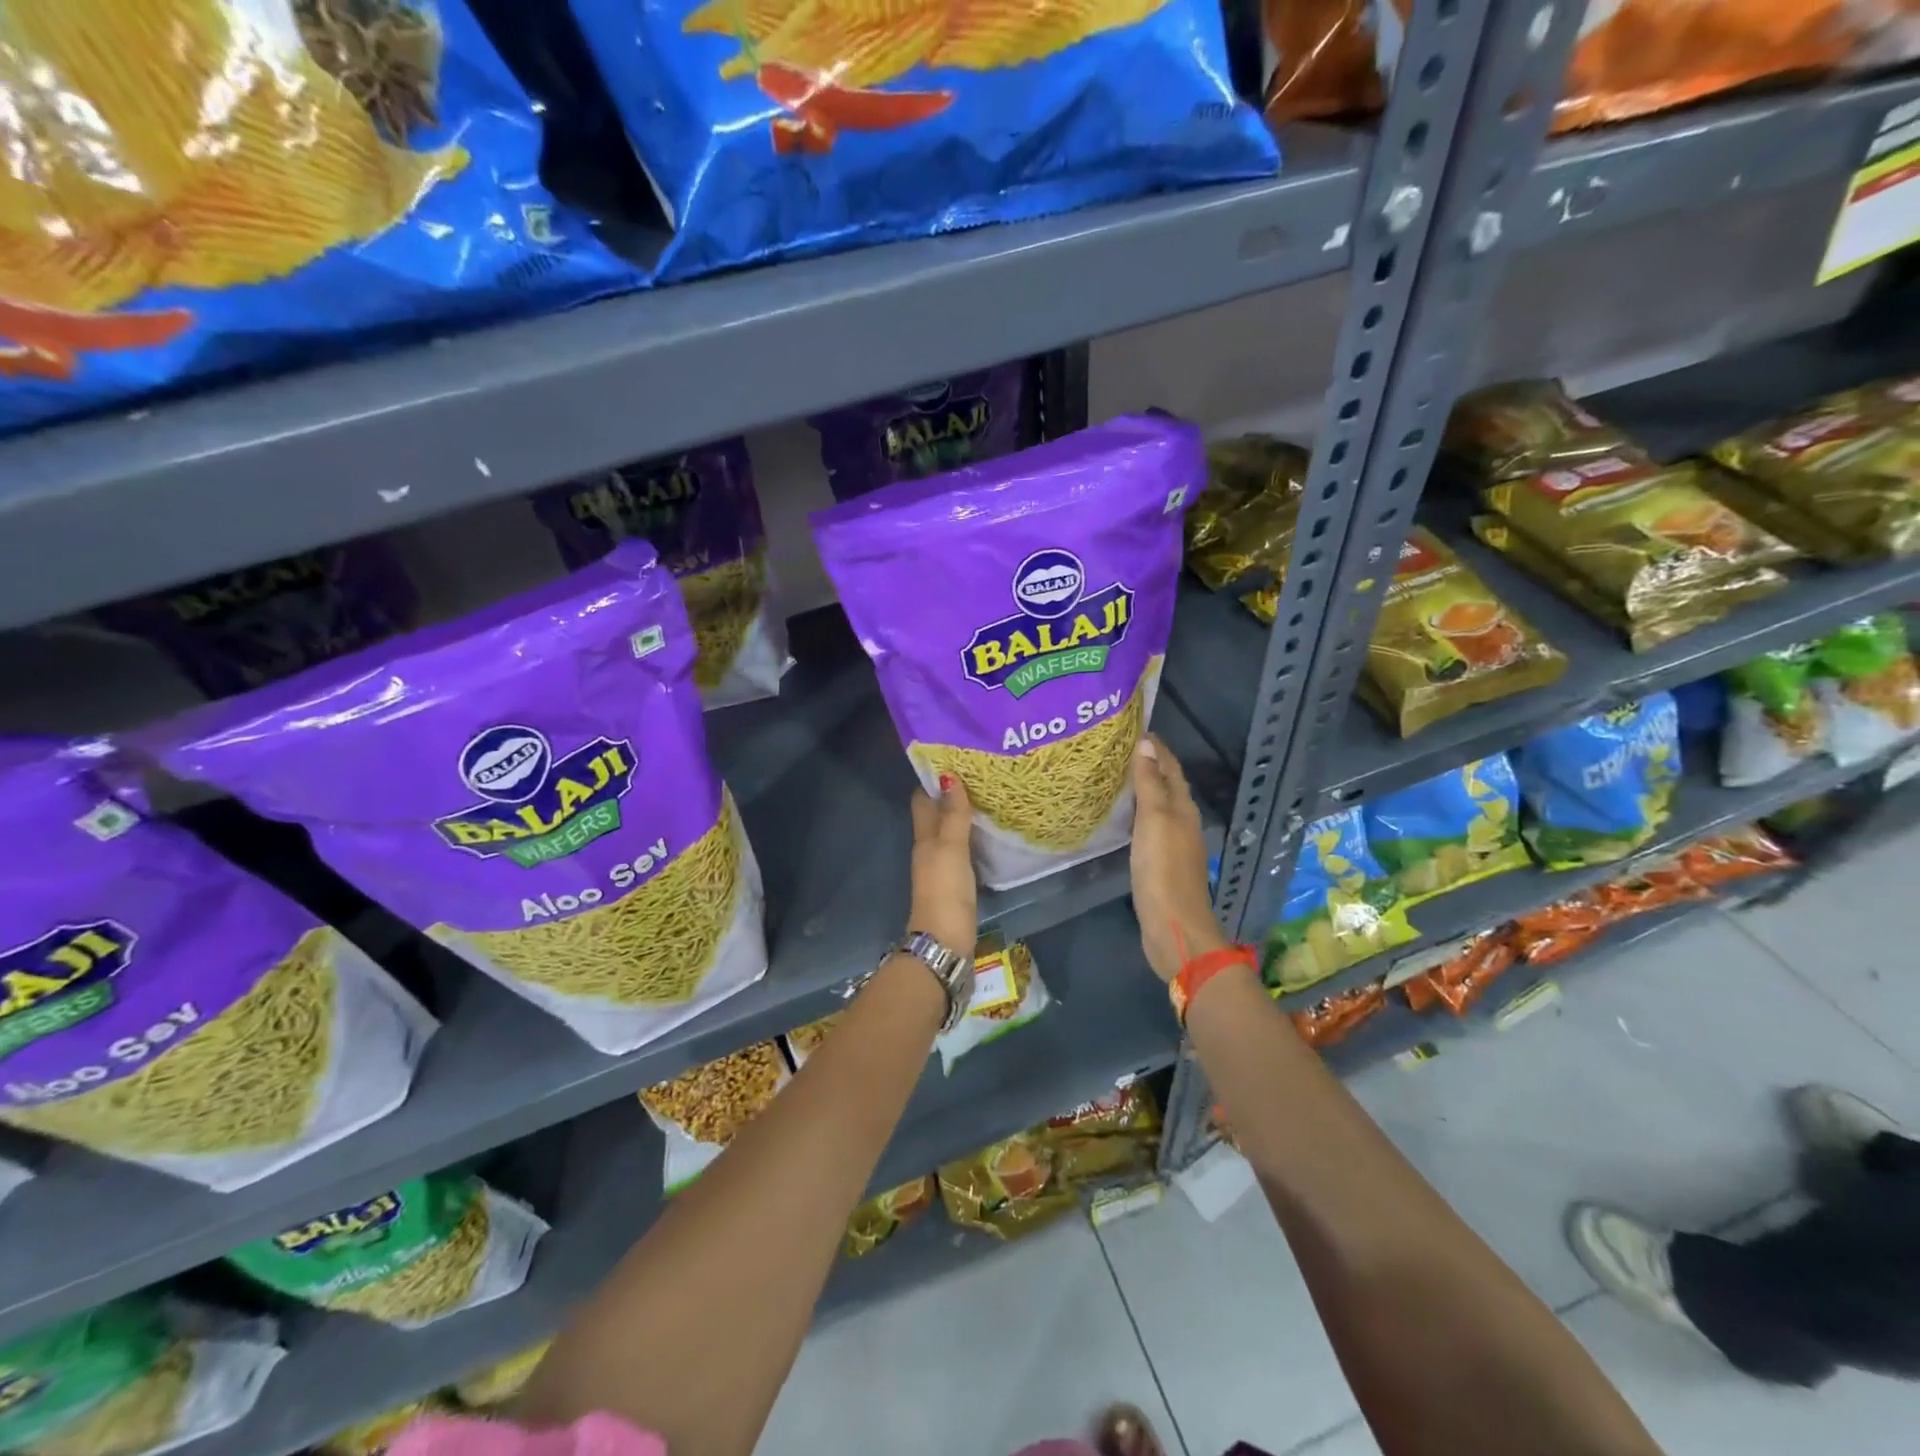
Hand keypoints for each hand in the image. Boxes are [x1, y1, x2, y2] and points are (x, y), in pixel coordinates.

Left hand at [908, 776, 976, 953]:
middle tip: (980, 774)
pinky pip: (963, 850)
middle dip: (953, 794)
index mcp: (924, 837)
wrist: (945, 941)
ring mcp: (942, 867)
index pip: (923, 799)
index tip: (955, 759)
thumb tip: (949, 776)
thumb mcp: (951, 848)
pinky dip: (973, 837)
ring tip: (990, 796)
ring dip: (964, 816)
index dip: (934, 779)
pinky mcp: (956, 883)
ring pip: (951, 832)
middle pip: (937, 815)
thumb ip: (953, 815)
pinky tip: (991, 832)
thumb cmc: (945, 890)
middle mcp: (930, 848)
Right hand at [1129, 736, 1225, 982]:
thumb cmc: (1162, 869)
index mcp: (1183, 808)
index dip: (1156, 748)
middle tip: (1119, 748)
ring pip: (1159, 806)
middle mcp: (1182, 822)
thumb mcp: (1154, 820)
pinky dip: (1138, 814)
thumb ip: (1150, 784)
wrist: (1173, 925)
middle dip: (1149, 764)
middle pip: (1167, 785)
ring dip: (1143, 789)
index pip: (1171, 767)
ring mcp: (1174, 844)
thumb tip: (1147, 743)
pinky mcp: (1162, 864)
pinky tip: (1123, 818)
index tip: (1135, 728)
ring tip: (1117, 776)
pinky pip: (1150, 827)